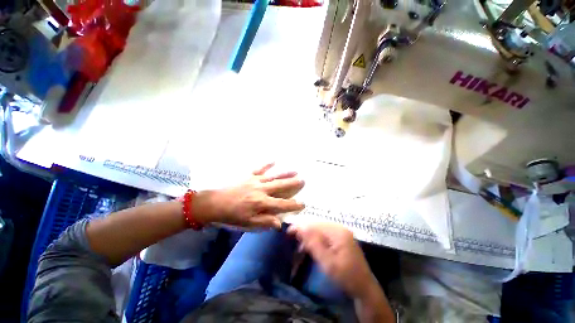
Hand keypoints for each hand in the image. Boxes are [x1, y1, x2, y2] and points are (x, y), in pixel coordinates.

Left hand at [195, 163, 304, 228]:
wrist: (214, 202)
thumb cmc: (232, 214)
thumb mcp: (248, 223)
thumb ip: (264, 222)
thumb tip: (279, 223)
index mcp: (262, 203)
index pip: (282, 204)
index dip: (293, 205)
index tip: (303, 204)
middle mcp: (262, 190)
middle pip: (281, 186)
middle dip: (293, 184)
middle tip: (303, 180)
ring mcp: (255, 181)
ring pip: (273, 176)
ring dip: (285, 173)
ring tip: (295, 171)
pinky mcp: (248, 175)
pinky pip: (259, 168)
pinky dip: (267, 164)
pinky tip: (273, 160)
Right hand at [288, 222, 376, 298]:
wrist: (364, 287)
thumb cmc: (346, 276)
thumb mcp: (327, 262)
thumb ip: (313, 244)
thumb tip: (300, 228)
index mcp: (337, 231)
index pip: (314, 224)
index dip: (300, 226)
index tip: (288, 231)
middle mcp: (339, 228)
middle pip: (316, 224)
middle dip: (303, 230)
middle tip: (291, 237)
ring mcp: (340, 232)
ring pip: (319, 228)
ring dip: (308, 234)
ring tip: (299, 242)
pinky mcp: (340, 238)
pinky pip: (324, 233)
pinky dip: (315, 238)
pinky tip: (310, 245)